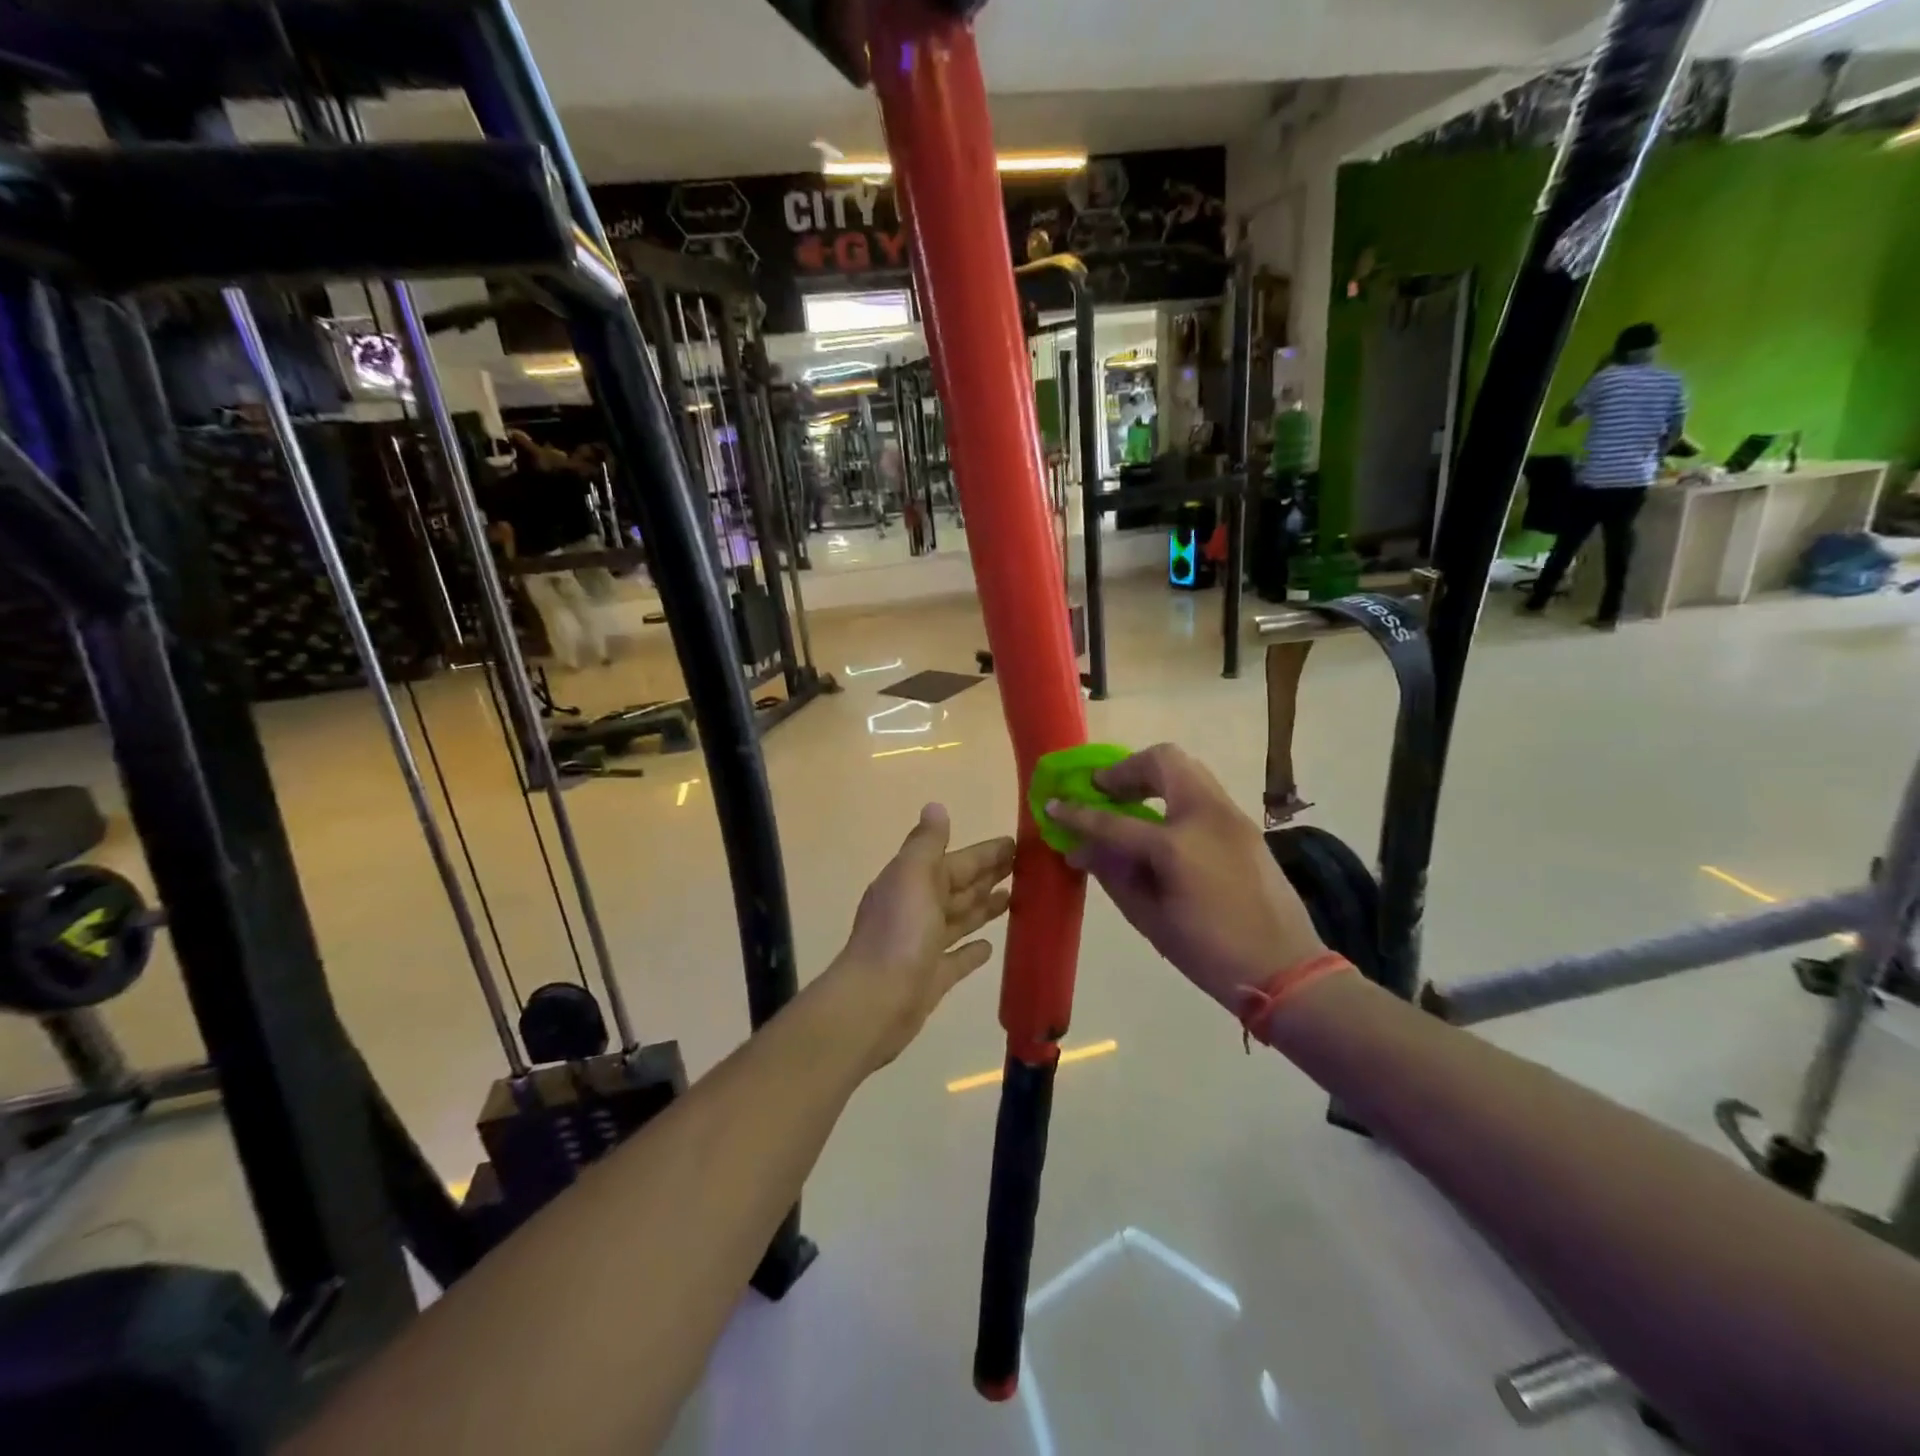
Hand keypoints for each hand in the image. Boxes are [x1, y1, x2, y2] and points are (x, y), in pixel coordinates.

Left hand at [827, 805, 1014, 1070]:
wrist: (875, 1002)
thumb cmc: (899, 933)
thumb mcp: (913, 876)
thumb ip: (927, 843)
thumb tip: (935, 806)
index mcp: (912, 882)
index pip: (956, 861)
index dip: (985, 853)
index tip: (1017, 844)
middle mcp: (916, 909)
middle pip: (958, 887)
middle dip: (987, 876)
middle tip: (1025, 868)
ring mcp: (923, 945)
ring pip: (959, 919)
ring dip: (983, 907)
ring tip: (1014, 898)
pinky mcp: (931, 978)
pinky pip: (956, 959)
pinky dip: (971, 950)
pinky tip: (990, 947)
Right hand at [1047, 744, 1324, 1010]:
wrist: (1287, 970)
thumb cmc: (1210, 954)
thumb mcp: (1150, 920)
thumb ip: (1113, 875)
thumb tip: (1081, 850)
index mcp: (1177, 846)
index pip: (1113, 820)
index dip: (1078, 813)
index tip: (1053, 803)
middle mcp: (1206, 816)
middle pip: (1163, 761)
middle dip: (1126, 770)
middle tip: (1104, 791)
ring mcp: (1232, 815)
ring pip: (1188, 769)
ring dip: (1153, 776)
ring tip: (1131, 803)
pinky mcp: (1246, 825)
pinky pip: (1203, 791)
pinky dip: (1175, 794)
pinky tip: (1163, 825)